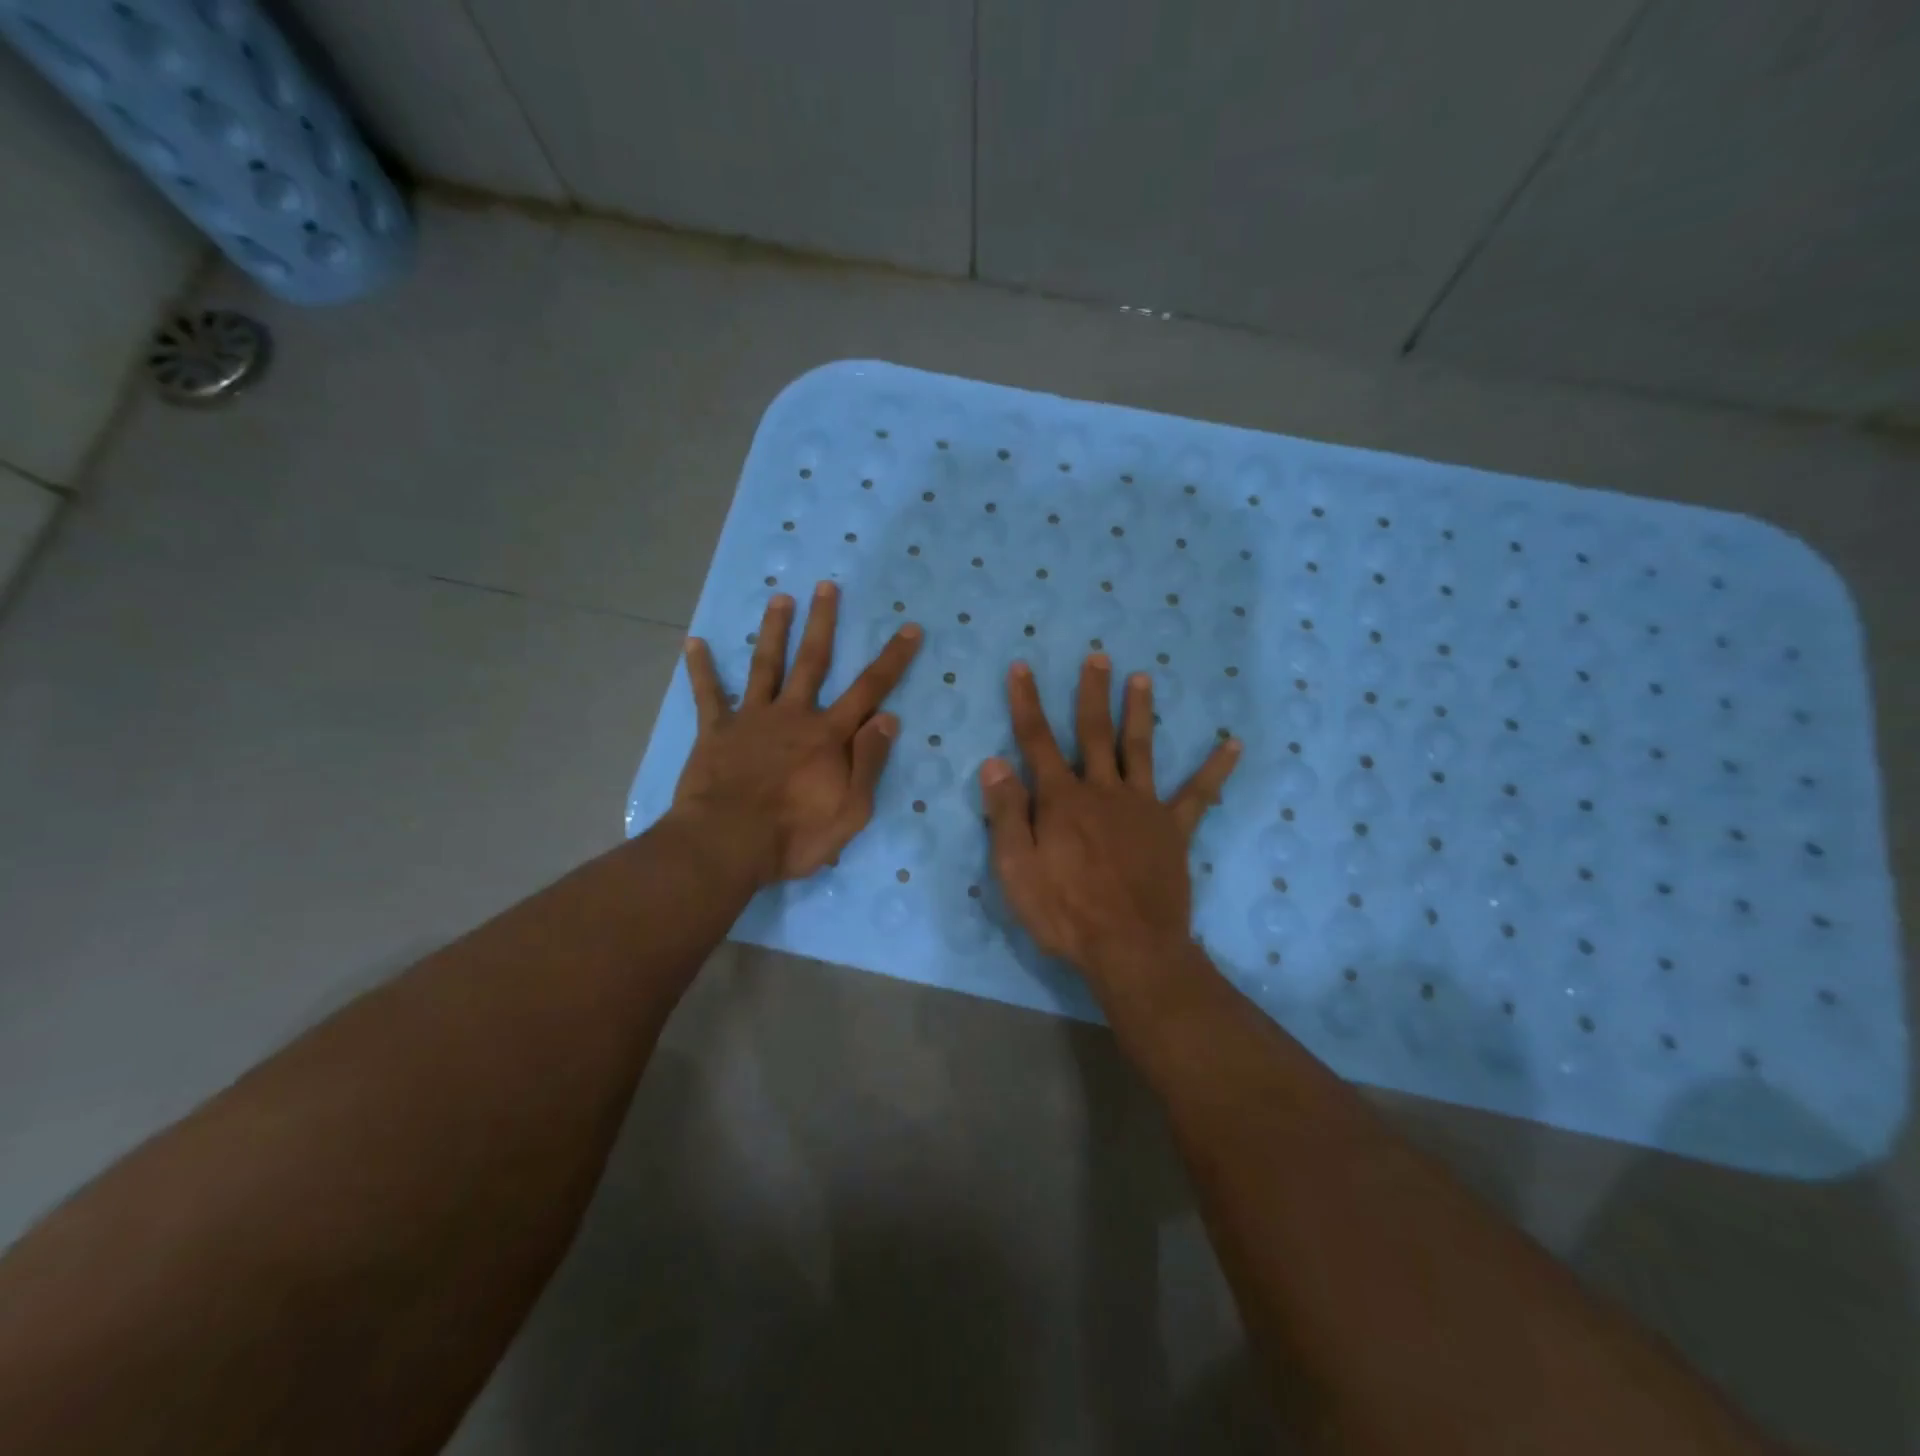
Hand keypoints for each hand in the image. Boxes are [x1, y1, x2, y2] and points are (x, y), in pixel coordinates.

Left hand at [673, 582, 922, 883]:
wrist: (727, 844)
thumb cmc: (794, 835)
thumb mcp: (851, 810)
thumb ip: (869, 762)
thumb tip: (888, 717)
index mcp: (828, 735)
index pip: (869, 689)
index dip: (892, 658)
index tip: (909, 627)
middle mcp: (792, 715)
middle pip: (812, 661)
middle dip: (822, 622)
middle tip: (826, 586)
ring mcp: (751, 719)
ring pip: (765, 665)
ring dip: (773, 631)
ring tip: (779, 598)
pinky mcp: (715, 732)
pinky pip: (708, 695)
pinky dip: (701, 669)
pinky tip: (693, 643)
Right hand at [979, 655, 1240, 999]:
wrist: (1130, 948)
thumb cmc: (1065, 913)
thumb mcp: (1016, 869)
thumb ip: (1007, 814)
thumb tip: (994, 762)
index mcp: (1062, 800)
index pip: (1037, 741)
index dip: (1027, 703)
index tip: (1023, 667)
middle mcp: (1103, 791)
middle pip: (1095, 733)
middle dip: (1093, 693)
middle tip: (1099, 657)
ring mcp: (1143, 808)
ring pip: (1140, 749)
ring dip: (1140, 711)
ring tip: (1144, 678)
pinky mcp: (1173, 830)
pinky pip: (1198, 794)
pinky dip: (1215, 768)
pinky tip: (1233, 744)